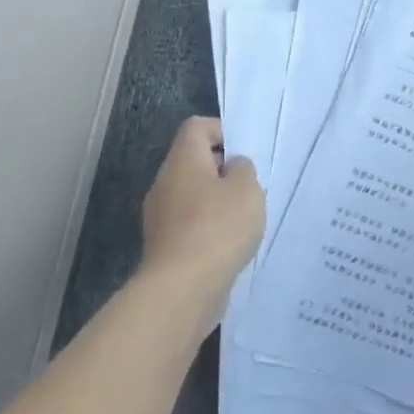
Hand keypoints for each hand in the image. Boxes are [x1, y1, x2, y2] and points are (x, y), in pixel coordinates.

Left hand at [139, 117, 263, 307]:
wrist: (184, 286)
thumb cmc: (219, 227)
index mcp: (183, 162)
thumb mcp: (247, 189)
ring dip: (219, 200)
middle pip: (194, 161)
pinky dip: (211, 226)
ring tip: (246, 217)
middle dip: (224, 169)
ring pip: (193, 194)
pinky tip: (231, 242)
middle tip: (252, 186)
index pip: (196, 127)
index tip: (247, 152)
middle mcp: (165, 183)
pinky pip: (191, 222)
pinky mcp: (166, 244)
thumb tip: (232, 167)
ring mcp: (161, 216)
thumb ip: (244, 169)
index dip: (223, 131)